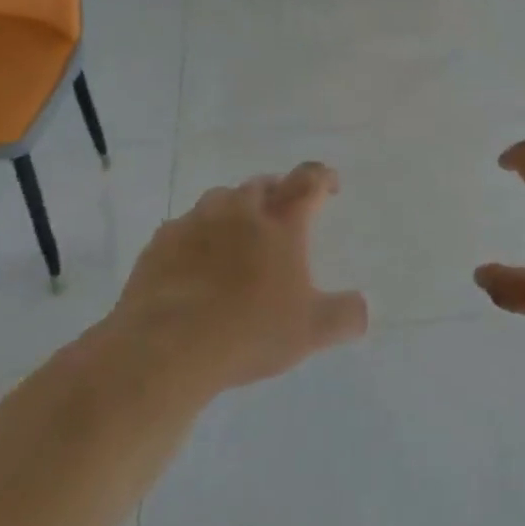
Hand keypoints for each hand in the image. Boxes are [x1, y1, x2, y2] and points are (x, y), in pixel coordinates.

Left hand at [112, 162, 367, 392]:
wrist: (165, 347)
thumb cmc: (248, 332)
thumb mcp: (310, 331)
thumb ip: (345, 316)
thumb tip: (363, 309)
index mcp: (281, 222)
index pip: (309, 182)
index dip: (323, 177)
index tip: (329, 186)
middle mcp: (240, 210)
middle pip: (263, 185)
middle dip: (277, 193)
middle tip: (282, 215)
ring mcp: (197, 222)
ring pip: (221, 199)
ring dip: (235, 209)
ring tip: (238, 235)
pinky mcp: (161, 242)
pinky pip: (185, 227)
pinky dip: (197, 236)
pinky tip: (195, 261)